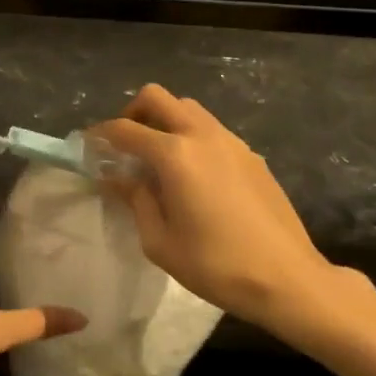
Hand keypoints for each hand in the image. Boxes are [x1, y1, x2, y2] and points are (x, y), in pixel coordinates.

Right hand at [90, 85, 366, 339]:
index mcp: (174, 155)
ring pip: (188, 108)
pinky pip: (211, 129)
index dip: (101, 135)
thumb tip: (117, 178)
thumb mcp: (160, 241)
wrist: (286, 277)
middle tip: (125, 144)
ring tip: (158, 158)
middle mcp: (202, 135)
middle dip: (133, 112)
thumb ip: (135, 200)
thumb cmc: (215, 265)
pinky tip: (194, 175)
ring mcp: (231, 141)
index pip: (125, 130)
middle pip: (158, 98)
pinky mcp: (251, 154)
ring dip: (165, 120)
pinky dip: (191, 136)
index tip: (89, 147)